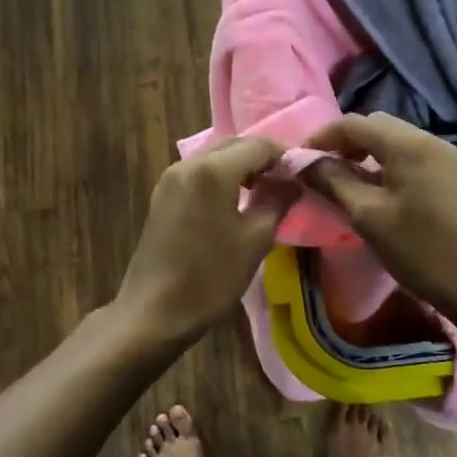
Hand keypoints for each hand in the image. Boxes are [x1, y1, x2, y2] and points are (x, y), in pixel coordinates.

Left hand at [113, 137, 298, 344]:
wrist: (154, 311)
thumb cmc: (210, 277)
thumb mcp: (255, 241)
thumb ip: (278, 202)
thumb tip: (292, 182)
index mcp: (213, 170)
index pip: (259, 145)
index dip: (284, 155)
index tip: (302, 174)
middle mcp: (188, 163)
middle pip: (233, 145)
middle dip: (261, 158)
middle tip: (285, 182)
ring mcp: (170, 178)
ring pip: (214, 157)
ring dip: (240, 167)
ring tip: (263, 192)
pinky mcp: (161, 195)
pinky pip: (198, 173)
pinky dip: (220, 178)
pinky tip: (233, 202)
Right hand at [302, 113, 456, 319]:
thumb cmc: (421, 251)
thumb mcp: (368, 217)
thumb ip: (333, 182)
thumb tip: (303, 162)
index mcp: (408, 145)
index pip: (354, 123)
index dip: (321, 137)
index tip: (298, 160)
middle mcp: (428, 140)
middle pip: (375, 126)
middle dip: (343, 143)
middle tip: (319, 170)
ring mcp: (444, 157)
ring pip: (392, 142)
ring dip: (363, 154)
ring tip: (341, 182)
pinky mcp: (450, 176)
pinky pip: (408, 157)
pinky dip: (384, 165)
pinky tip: (373, 192)